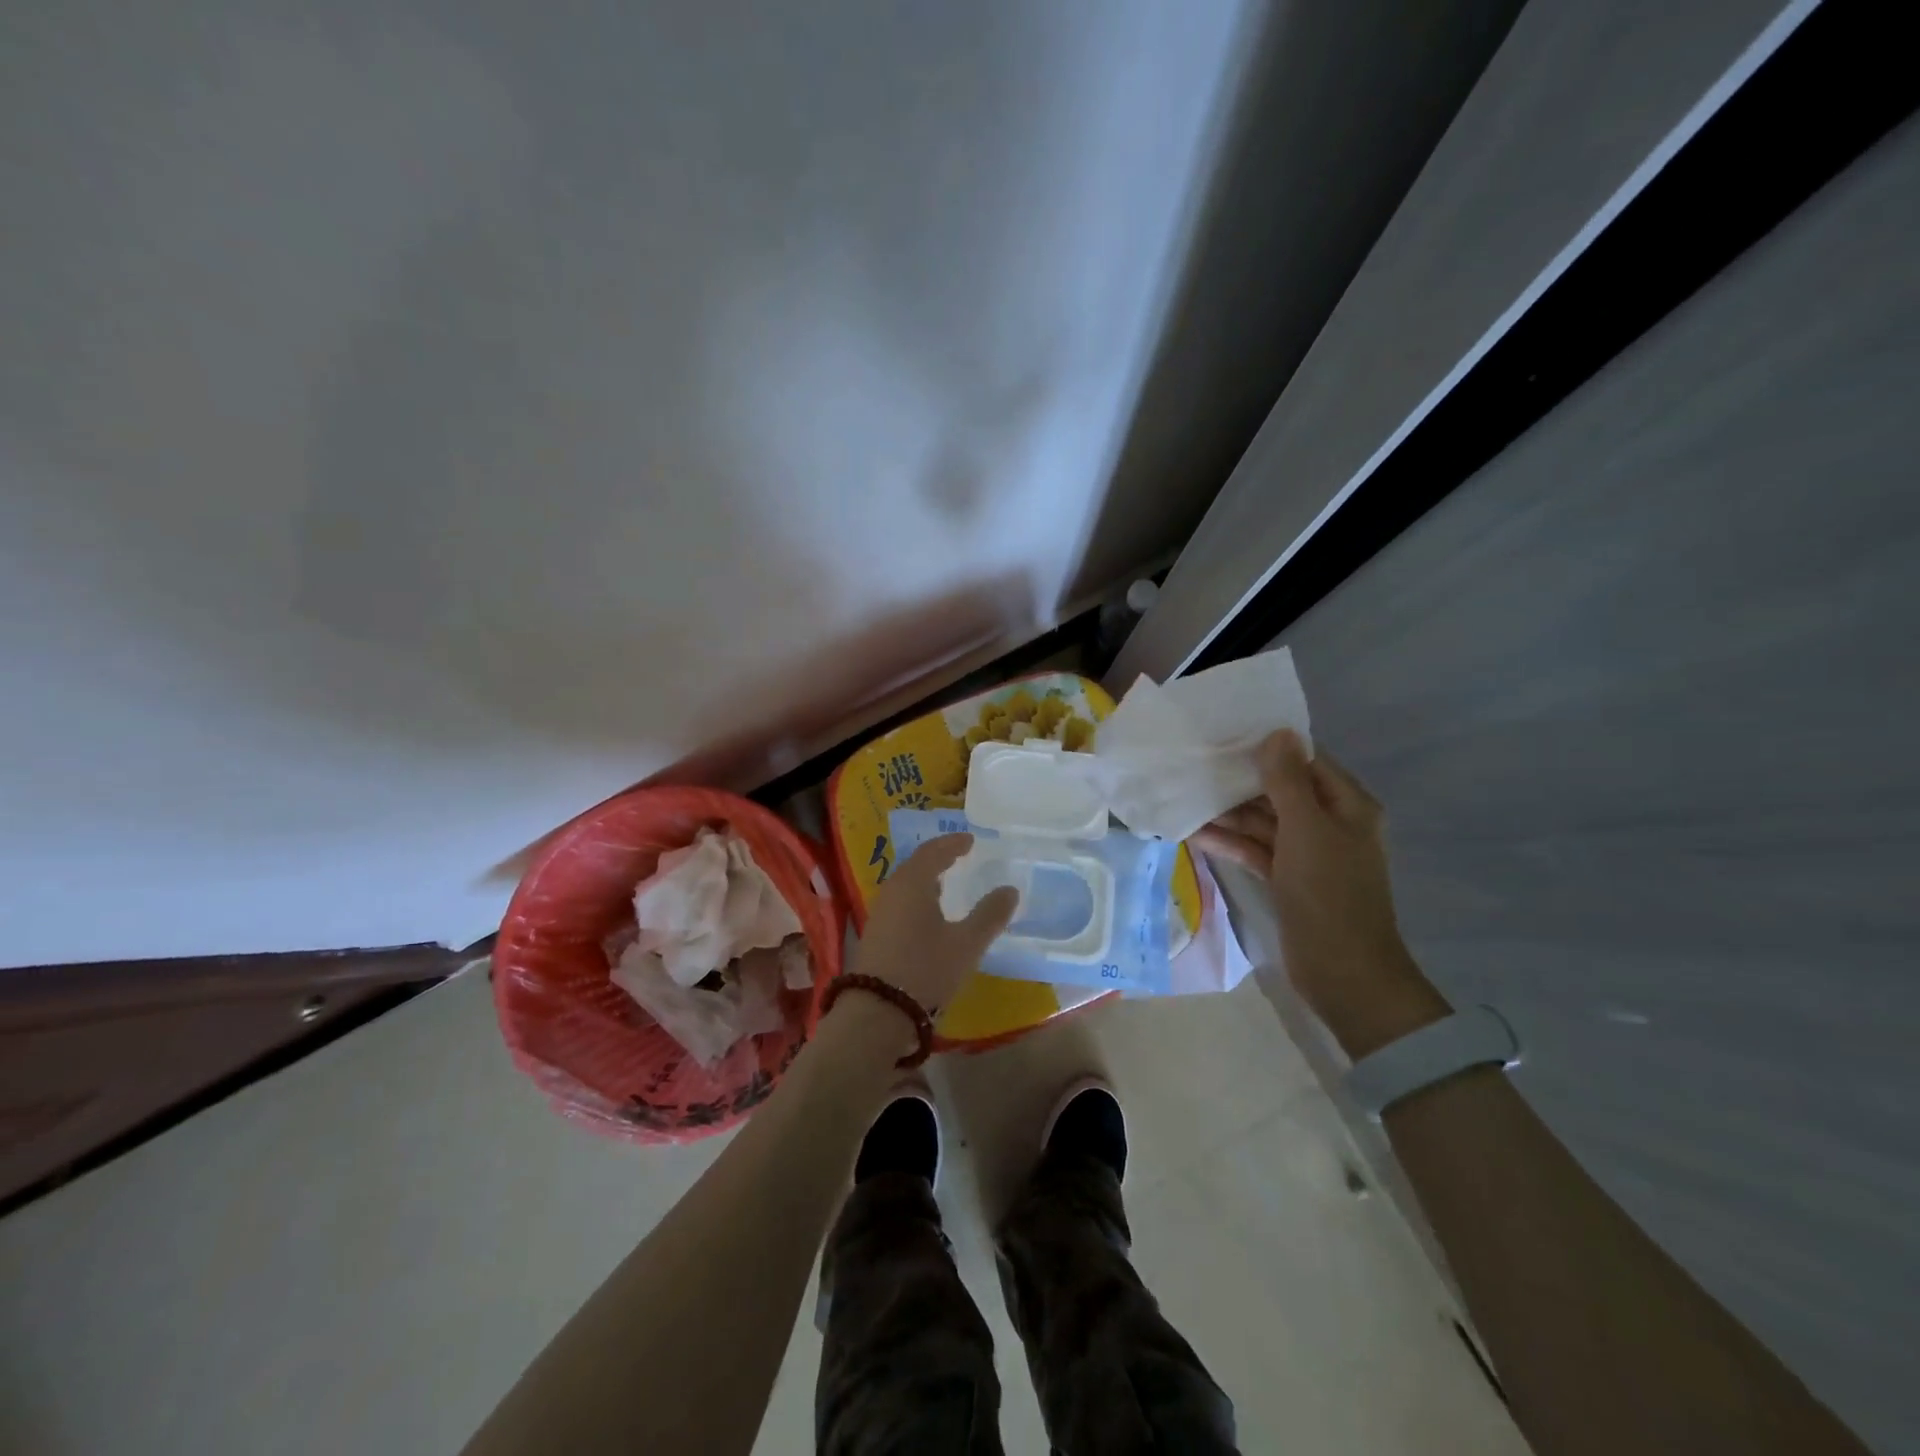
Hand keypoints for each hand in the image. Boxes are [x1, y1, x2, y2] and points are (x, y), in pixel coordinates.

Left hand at [851, 834, 1018, 1014]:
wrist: (878, 1011)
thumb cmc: (926, 969)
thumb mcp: (966, 944)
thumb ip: (990, 915)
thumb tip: (1010, 889)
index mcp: (913, 883)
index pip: (933, 851)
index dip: (953, 843)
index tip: (970, 840)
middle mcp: (892, 891)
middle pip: (916, 865)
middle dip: (938, 858)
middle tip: (959, 855)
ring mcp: (880, 913)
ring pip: (906, 884)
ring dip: (926, 878)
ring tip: (946, 881)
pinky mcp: (876, 934)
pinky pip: (900, 901)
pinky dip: (918, 896)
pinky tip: (929, 913)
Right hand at [1192, 731, 1446, 1056]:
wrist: (1343, 971)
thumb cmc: (1328, 892)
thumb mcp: (1306, 829)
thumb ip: (1287, 781)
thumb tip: (1278, 733)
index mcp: (1347, 806)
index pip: (1307, 761)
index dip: (1271, 747)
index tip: (1227, 734)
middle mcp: (1330, 824)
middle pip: (1282, 791)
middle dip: (1242, 781)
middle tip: (1197, 765)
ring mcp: (1308, 854)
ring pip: (1265, 822)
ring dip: (1230, 814)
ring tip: (1187, 798)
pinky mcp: (1289, 879)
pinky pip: (1257, 850)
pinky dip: (1231, 843)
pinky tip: (1195, 835)